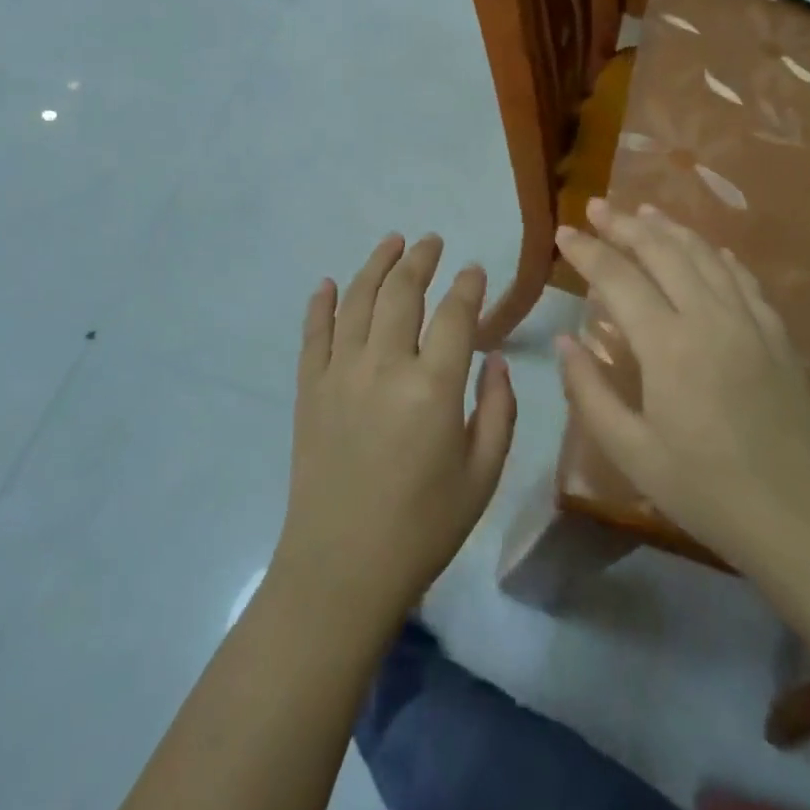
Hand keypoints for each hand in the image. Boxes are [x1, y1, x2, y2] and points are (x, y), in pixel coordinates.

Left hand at [273, 234, 516, 624]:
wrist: (341, 568)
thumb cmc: (423, 527)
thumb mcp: (482, 476)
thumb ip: (499, 411)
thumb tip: (496, 361)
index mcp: (434, 387)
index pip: (455, 315)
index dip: (468, 286)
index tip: (474, 270)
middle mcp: (385, 366)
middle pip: (403, 292)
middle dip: (421, 260)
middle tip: (432, 242)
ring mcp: (340, 373)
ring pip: (358, 300)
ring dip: (376, 264)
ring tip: (392, 242)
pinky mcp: (309, 388)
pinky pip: (314, 333)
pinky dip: (322, 303)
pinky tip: (330, 284)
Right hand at [554, 199, 809, 576]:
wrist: (806, 521)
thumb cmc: (708, 491)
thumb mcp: (632, 452)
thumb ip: (590, 392)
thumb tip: (565, 341)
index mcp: (668, 345)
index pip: (617, 278)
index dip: (587, 251)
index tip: (563, 232)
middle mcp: (709, 317)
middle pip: (662, 251)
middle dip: (624, 224)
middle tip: (597, 206)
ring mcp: (750, 322)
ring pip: (705, 255)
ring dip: (670, 228)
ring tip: (644, 211)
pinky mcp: (778, 335)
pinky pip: (744, 278)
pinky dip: (718, 255)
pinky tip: (710, 249)